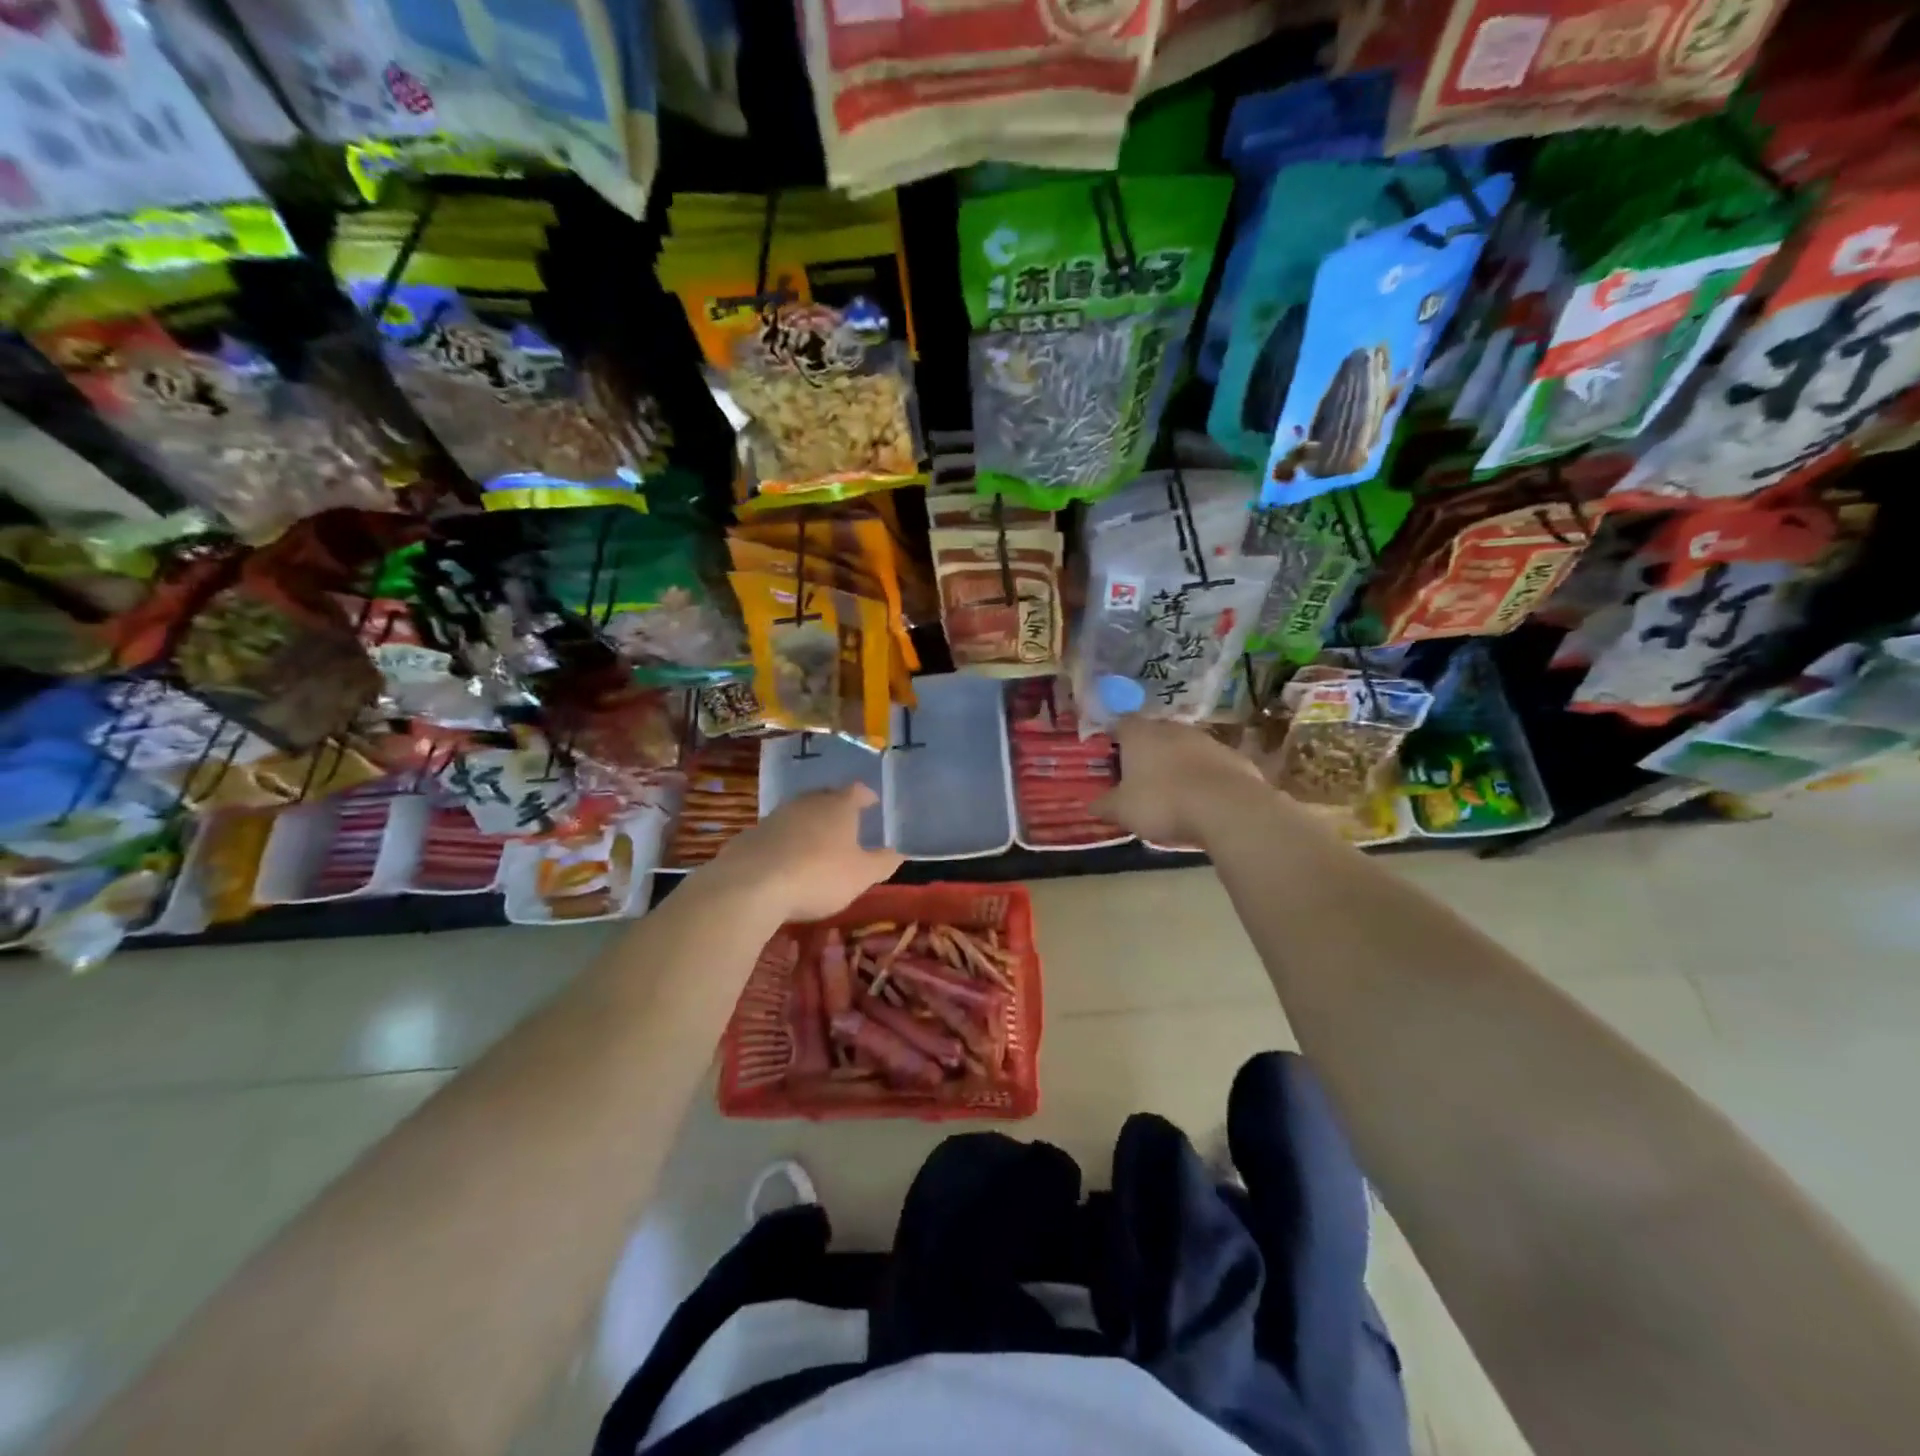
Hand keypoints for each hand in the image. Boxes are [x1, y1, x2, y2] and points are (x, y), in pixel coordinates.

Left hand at [704, 784, 901, 924]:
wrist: (751, 885)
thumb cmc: (818, 876)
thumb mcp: (861, 876)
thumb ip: (882, 863)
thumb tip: (898, 852)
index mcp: (839, 807)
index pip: (856, 791)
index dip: (866, 796)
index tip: (871, 802)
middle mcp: (807, 803)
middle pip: (825, 797)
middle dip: (836, 807)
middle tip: (845, 821)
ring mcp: (776, 816)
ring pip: (798, 813)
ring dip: (808, 824)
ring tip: (816, 841)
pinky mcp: (751, 835)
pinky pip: (776, 833)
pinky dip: (785, 841)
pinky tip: (785, 859)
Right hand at [1093, 716, 1268, 849]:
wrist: (1227, 809)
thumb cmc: (1162, 803)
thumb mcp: (1123, 811)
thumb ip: (1105, 805)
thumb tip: (1091, 805)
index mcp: (1140, 734)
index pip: (1121, 724)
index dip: (1115, 739)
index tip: (1112, 758)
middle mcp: (1172, 728)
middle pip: (1154, 733)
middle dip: (1147, 752)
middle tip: (1140, 777)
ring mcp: (1206, 740)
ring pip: (1184, 747)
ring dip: (1177, 763)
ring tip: (1172, 791)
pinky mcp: (1233, 757)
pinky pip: (1210, 765)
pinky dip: (1204, 777)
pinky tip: (1202, 800)